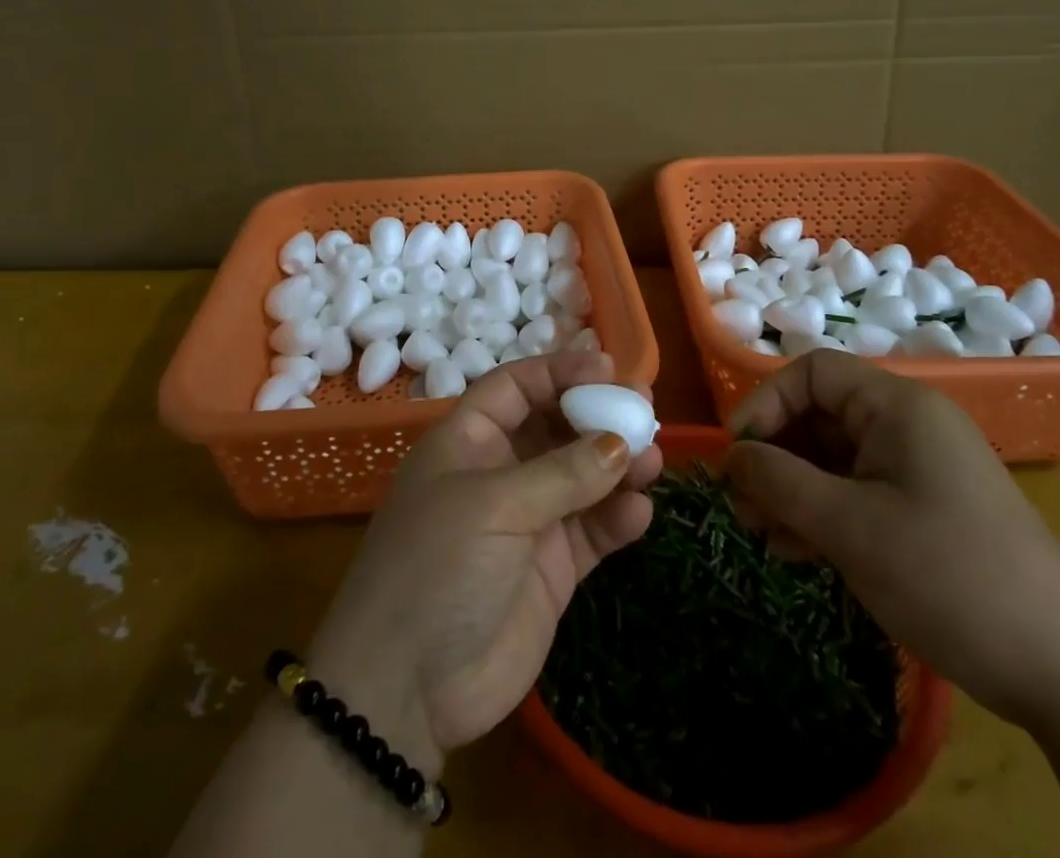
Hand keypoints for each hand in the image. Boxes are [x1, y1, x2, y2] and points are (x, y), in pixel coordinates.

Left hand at [307, 348, 662, 764]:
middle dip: (599, 416)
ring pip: (583, 476)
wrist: (407, 690)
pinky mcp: (551, 568)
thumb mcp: (494, 506)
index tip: (607, 368)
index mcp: (469, 441)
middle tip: (645, 409)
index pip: (516, 387)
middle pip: (556, 427)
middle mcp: (500, 472)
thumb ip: (562, 473)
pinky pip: (592, 530)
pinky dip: (617, 518)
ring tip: (652, 460)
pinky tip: (639, 513)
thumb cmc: (437, 567)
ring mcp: (528, 520)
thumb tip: (620, 444)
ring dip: (618, 465)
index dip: (558, 372)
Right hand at [724, 349, 1059, 725]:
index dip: (766, 403)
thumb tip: (730, 456)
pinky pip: (857, 492)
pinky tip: (797, 552)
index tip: (738, 455)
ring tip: (763, 534)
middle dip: (774, 456)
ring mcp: (918, 469)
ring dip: (792, 490)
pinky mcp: (925, 509)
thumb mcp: (850, 527)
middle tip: (743, 507)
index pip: (812, 372)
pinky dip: (822, 513)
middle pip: (820, 416)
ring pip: (833, 459)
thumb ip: (779, 481)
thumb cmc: (948, 576)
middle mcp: (908, 425)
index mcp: (898, 406)